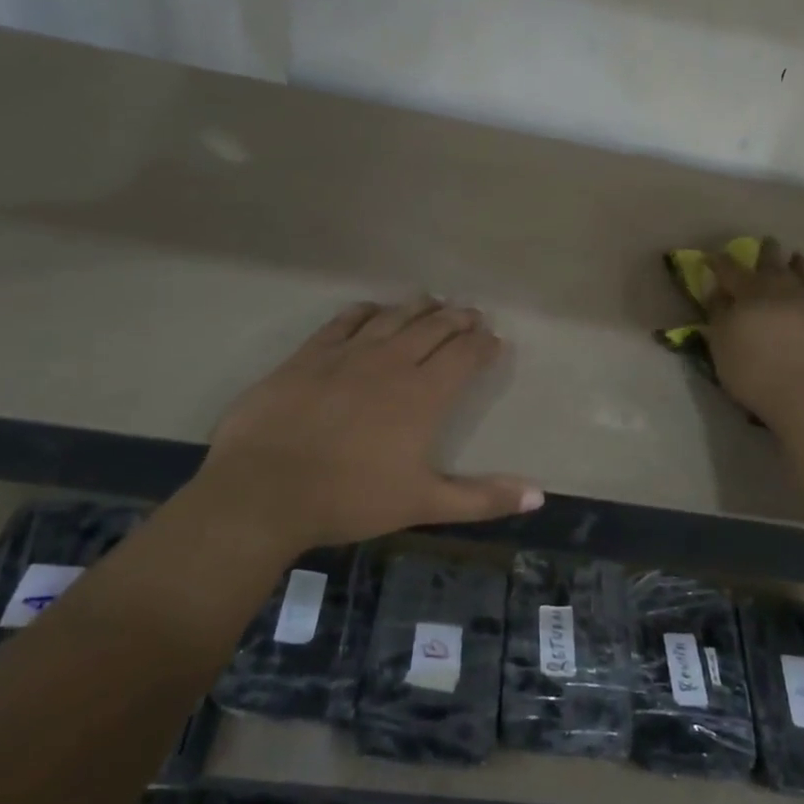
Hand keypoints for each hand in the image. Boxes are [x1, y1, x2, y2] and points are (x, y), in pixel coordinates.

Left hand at [191, 298, 541, 552]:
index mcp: (423, 395)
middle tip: (471, 314)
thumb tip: (539, 497)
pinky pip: (345, 321)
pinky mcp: (310, 354)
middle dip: (458, 319)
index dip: (483, 344)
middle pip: (433, 328)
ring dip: (418, 307)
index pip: (464, 355)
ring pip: (393, 317)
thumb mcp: (423, 503)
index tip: (494, 339)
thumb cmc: (349, 498)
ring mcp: (348, 353)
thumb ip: (482, 498)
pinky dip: (365, 311)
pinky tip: (372, 308)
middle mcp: (392, 363)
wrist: (264, 489)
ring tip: (433, 300)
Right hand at [702, 238, 803, 426]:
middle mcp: (782, 289)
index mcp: (750, 291)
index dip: (719, 262)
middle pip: (773, 263)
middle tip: (767, 242)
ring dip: (798, 264)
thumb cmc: (752, 369)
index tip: (711, 257)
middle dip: (767, 252)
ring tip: (797, 257)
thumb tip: (717, 291)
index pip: (730, 269)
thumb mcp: (720, 342)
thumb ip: (718, 313)